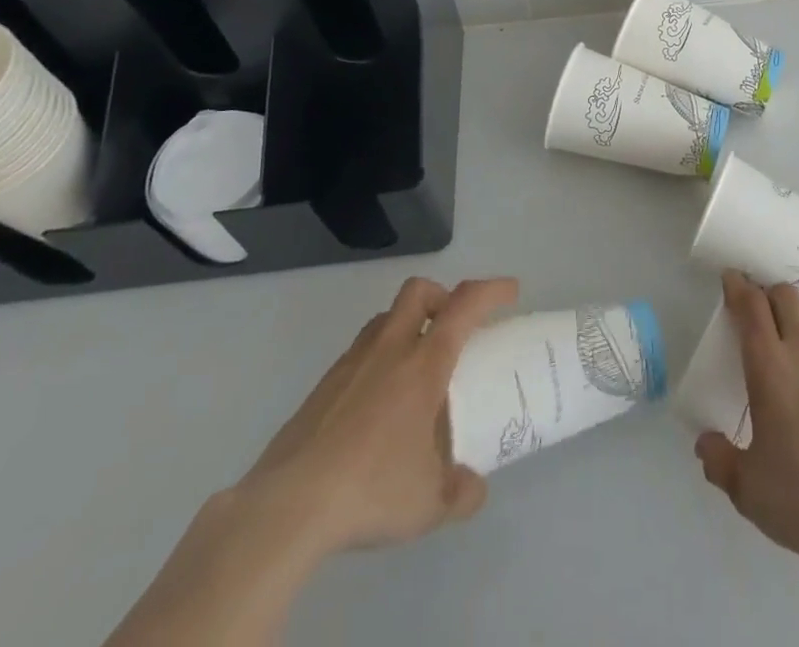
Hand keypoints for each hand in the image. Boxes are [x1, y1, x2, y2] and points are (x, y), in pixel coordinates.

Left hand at [235, 275, 519, 560]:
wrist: (286, 507)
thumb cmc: (371, 489)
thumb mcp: (430, 504)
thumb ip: (461, 491)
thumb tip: (473, 486)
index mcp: (423, 363)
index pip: (465, 304)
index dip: (492, 290)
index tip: (511, 292)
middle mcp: (389, 350)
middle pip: (418, 291)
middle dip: (442, 296)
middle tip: (454, 328)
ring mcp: (350, 364)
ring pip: (385, 319)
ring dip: (407, 326)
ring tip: (416, 370)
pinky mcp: (321, 388)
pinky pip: (359, 353)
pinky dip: (378, 361)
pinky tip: (377, 407)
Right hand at [695, 271, 798, 578]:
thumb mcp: (745, 488)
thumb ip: (719, 459)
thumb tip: (705, 443)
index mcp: (769, 367)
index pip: (750, 306)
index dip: (738, 286)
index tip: (731, 279)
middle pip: (785, 296)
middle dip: (768, 294)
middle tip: (759, 311)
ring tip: (793, 334)